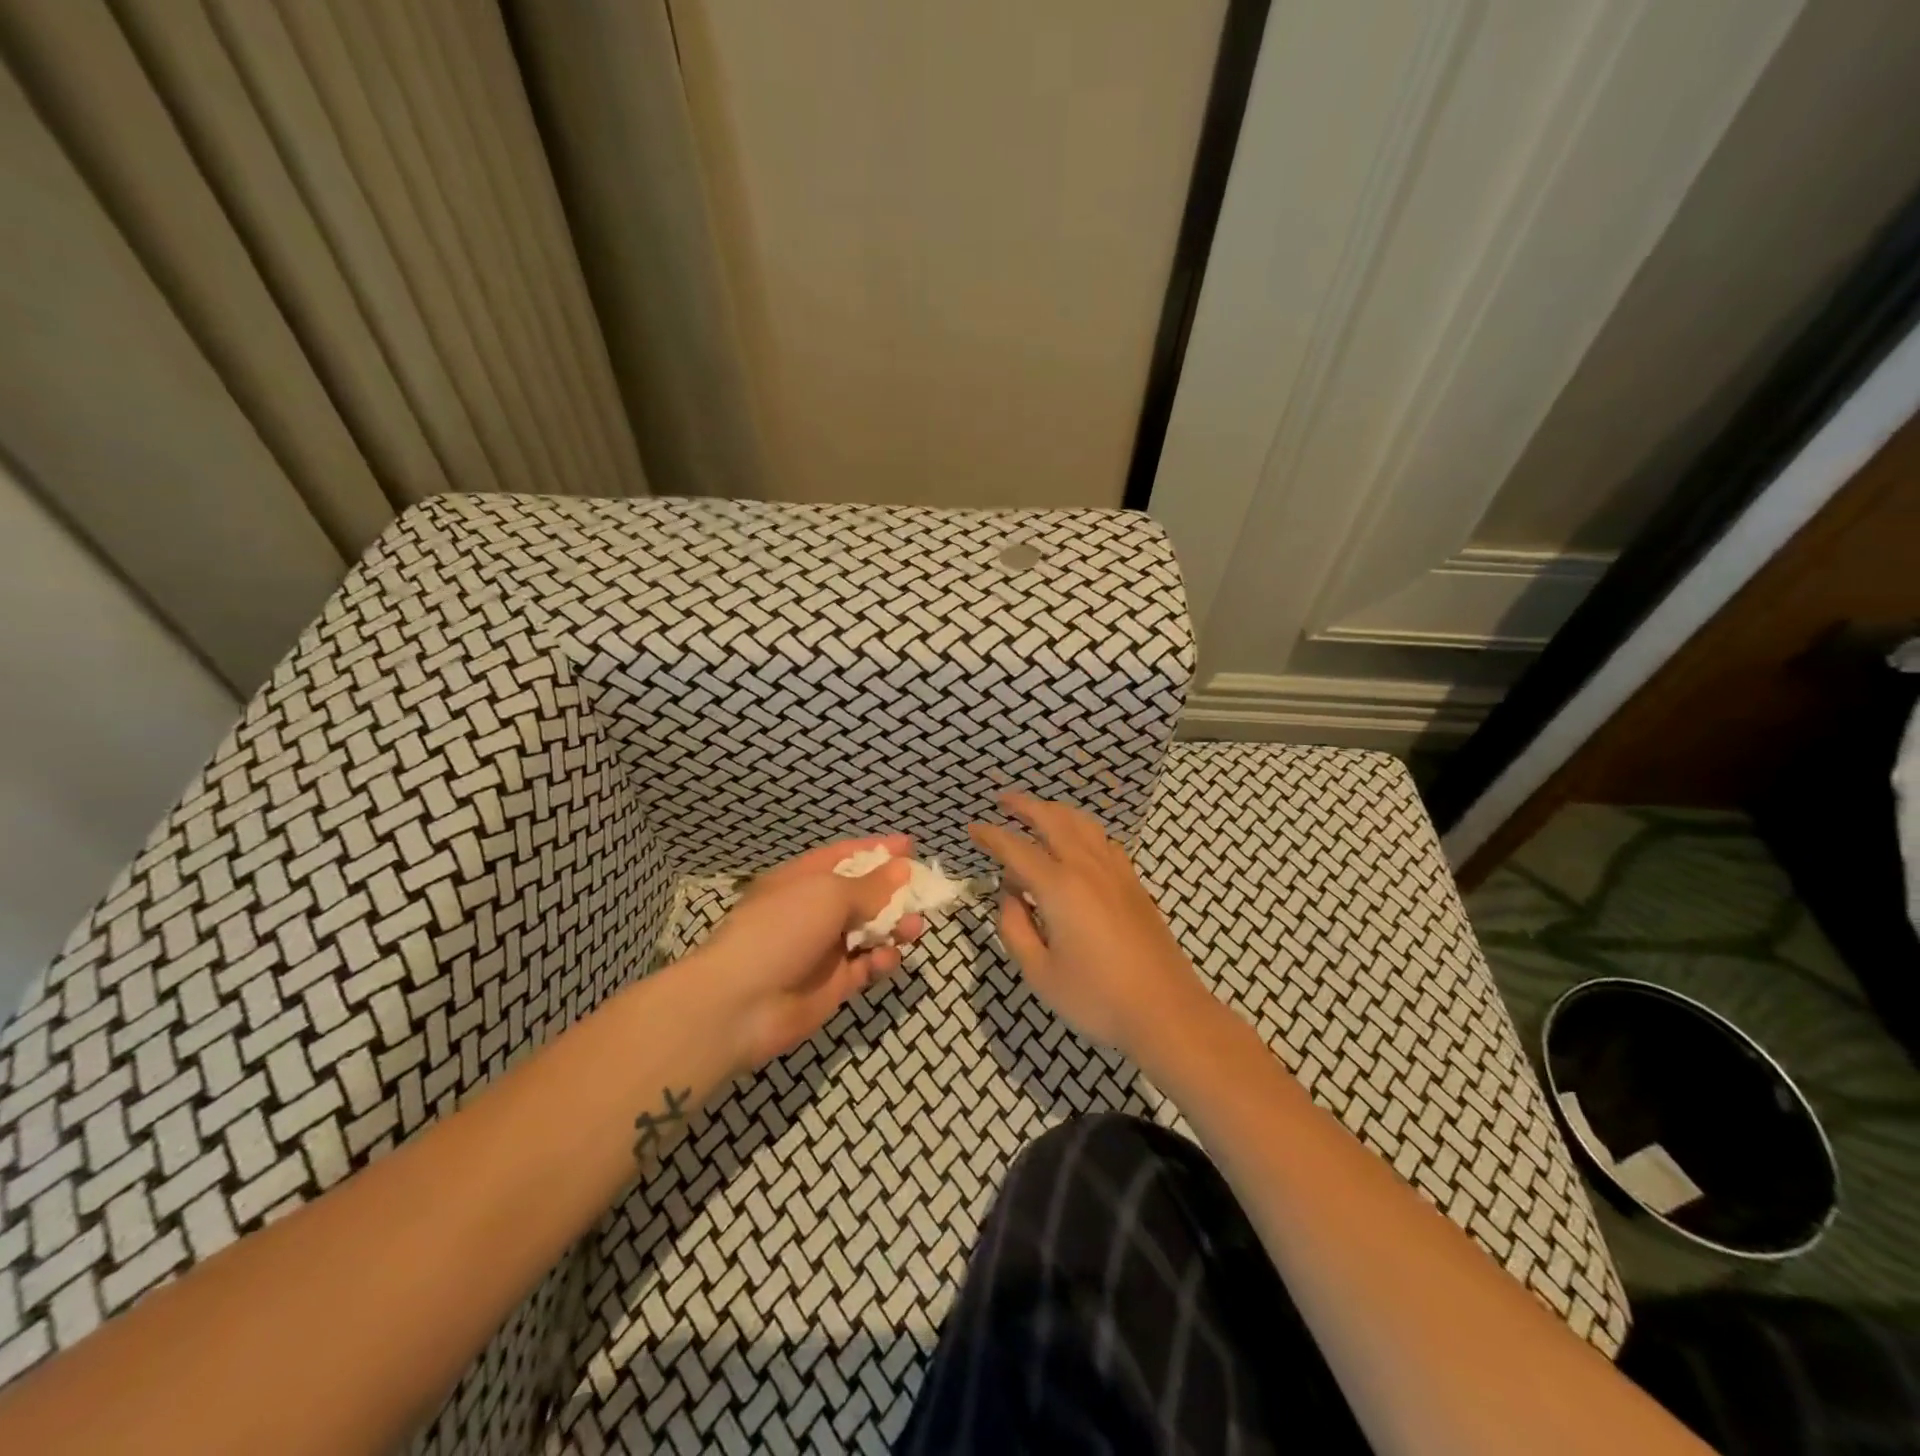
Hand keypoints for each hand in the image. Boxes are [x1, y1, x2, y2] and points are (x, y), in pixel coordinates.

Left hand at [694, 835, 926, 1075]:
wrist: (741, 1004)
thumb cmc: (782, 930)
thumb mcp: (829, 895)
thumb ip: (871, 885)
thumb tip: (902, 868)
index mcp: (803, 879)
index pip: (845, 856)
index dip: (877, 850)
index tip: (911, 846)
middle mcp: (814, 910)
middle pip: (863, 894)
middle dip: (894, 893)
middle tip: (923, 894)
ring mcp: (824, 948)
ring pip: (871, 931)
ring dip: (894, 926)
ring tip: (913, 929)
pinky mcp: (835, 984)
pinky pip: (867, 965)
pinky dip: (881, 960)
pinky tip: (885, 959)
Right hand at [969, 794, 1207, 1054]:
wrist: (1166, 1010)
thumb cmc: (1096, 997)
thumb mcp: (1039, 973)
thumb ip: (1014, 928)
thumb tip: (1009, 896)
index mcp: (1059, 886)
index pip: (1015, 849)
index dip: (991, 836)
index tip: (972, 829)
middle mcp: (1087, 866)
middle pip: (1052, 819)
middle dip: (1024, 805)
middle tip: (1002, 800)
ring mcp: (1115, 871)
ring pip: (1082, 822)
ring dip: (1054, 811)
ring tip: (1037, 813)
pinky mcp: (1133, 882)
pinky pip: (1103, 839)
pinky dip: (1081, 828)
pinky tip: (1077, 843)